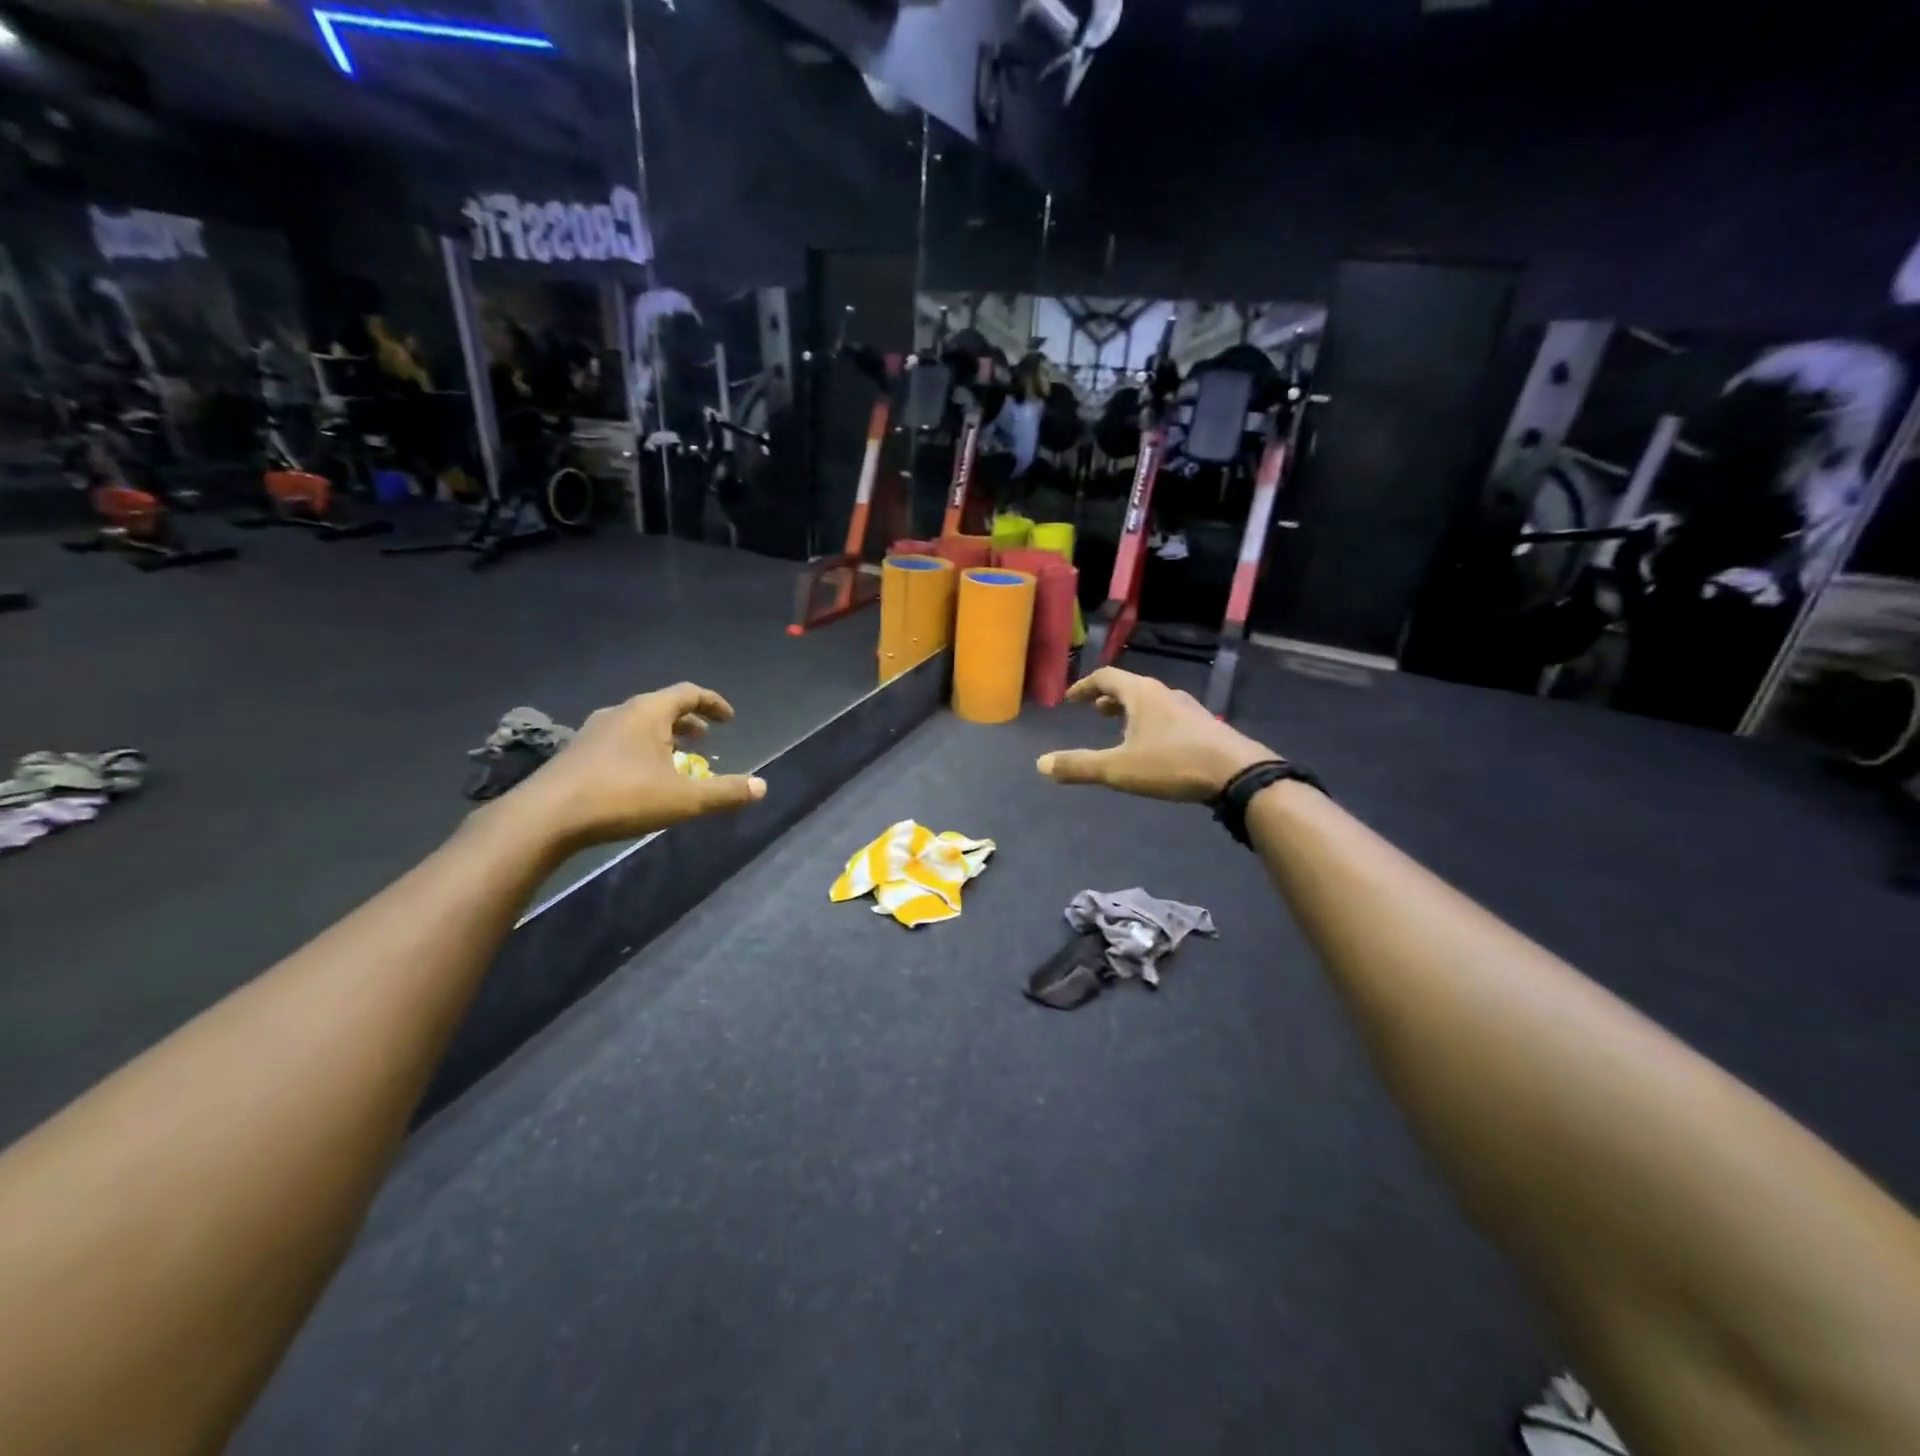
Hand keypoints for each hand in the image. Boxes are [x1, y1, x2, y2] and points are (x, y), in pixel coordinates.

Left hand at [503, 683, 766, 850]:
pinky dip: (641, 749)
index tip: (730, 719)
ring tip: (678, 759)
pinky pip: (620, 740)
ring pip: (639, 724)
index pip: (688, 693)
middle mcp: (621, 713)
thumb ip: (725, 792)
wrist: (544, 818)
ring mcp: (594, 732)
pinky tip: (642, 777)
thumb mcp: (683, 799)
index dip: (713, 703)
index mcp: (648, 712)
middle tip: (707, 740)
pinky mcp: (577, 753)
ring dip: (664, 737)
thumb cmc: (621, 797)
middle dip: (689, 721)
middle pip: (662, 706)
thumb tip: (762, 786)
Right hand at [1036, 668, 1275, 802]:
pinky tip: (1156, 747)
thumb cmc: (1172, 764)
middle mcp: (1165, 694)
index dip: (1084, 686)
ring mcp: (1190, 709)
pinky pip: (1170, 717)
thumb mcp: (1118, 769)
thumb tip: (1040, 764)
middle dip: (1110, 698)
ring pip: (1153, 702)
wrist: (1237, 773)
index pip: (1106, 677)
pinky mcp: (1206, 728)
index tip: (1071, 699)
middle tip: (1095, 711)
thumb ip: (1079, 766)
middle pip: (1131, 687)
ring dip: (1132, 711)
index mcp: (1142, 694)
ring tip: (1122, 729)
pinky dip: (1153, 723)